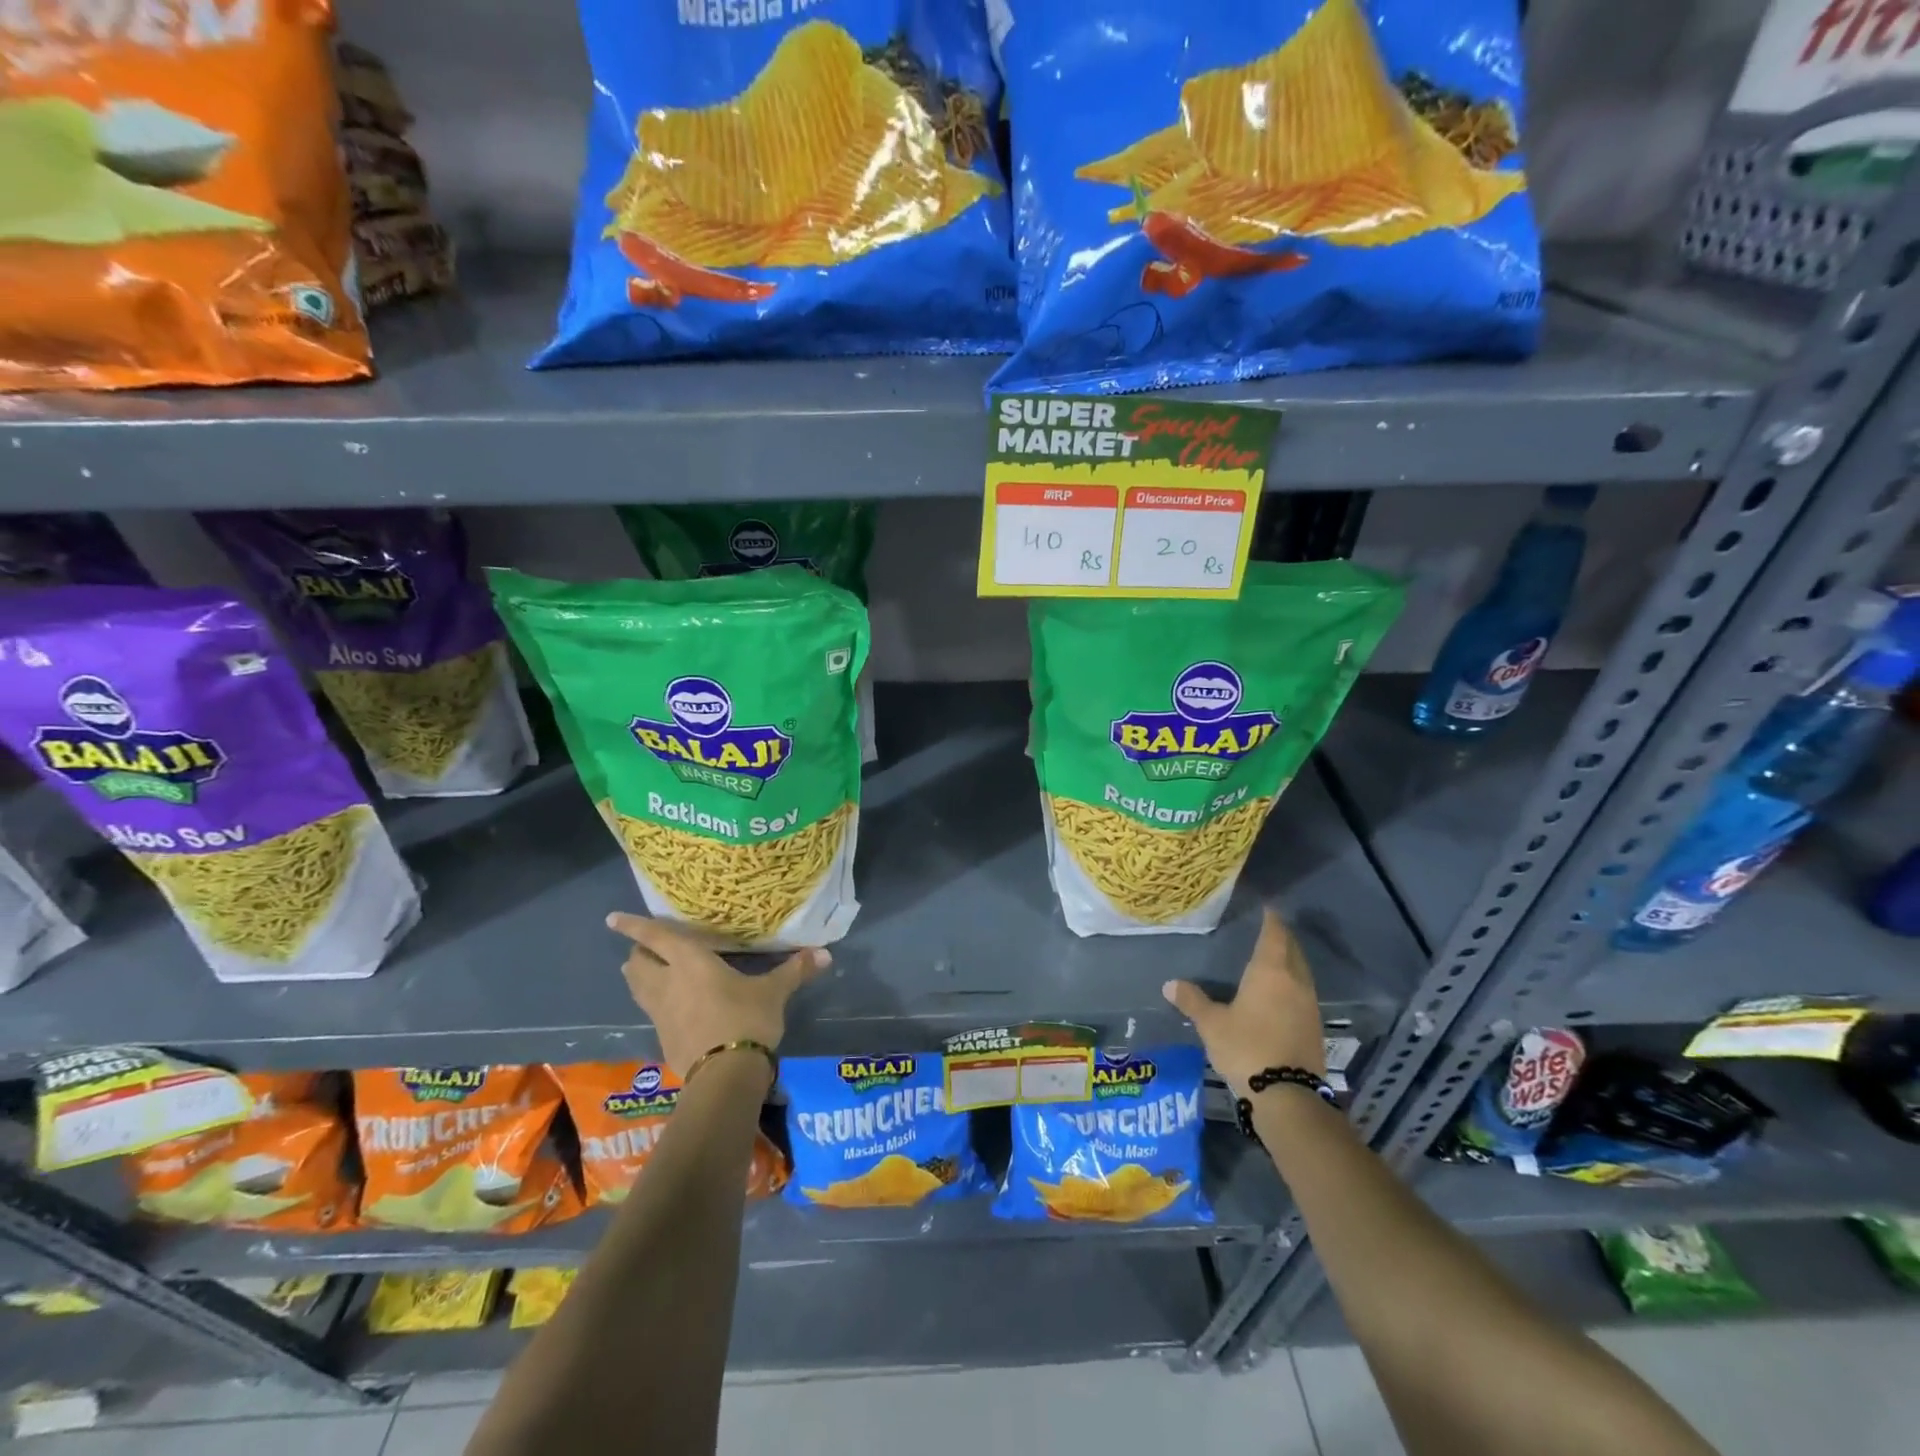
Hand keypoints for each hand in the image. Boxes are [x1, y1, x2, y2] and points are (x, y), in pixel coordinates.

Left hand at [607, 914, 829, 1079]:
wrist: (725, 1074)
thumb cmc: (746, 1019)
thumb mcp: (773, 992)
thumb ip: (794, 971)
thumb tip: (825, 955)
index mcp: (689, 962)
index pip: (654, 938)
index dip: (633, 926)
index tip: (612, 918)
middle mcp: (667, 983)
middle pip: (637, 963)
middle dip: (638, 953)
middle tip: (649, 947)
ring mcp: (660, 1013)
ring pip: (637, 988)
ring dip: (640, 977)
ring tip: (652, 971)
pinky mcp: (663, 1037)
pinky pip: (651, 1011)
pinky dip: (655, 1001)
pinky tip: (673, 1005)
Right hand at [1163, 907, 1324, 1095]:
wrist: (1288, 1096)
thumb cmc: (1246, 1048)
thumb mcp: (1211, 1024)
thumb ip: (1192, 1001)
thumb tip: (1169, 984)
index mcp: (1270, 972)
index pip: (1274, 935)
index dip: (1271, 920)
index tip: (1268, 908)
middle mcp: (1295, 982)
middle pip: (1293, 951)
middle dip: (1283, 938)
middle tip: (1270, 929)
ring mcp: (1309, 1006)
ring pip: (1302, 973)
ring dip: (1291, 962)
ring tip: (1275, 959)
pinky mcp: (1315, 1028)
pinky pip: (1304, 994)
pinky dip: (1294, 985)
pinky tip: (1282, 994)